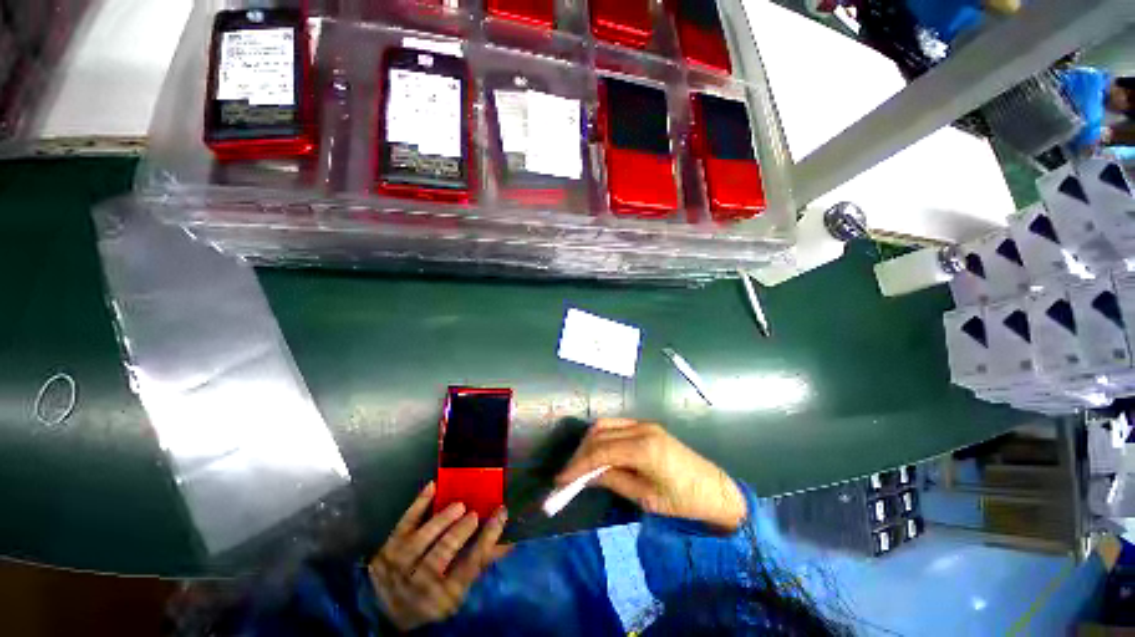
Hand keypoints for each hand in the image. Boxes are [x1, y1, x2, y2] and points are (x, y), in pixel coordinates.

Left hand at [367, 482, 508, 631]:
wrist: (383, 615)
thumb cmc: (430, 599)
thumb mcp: (456, 591)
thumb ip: (480, 565)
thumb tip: (508, 543)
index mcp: (445, 596)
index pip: (471, 565)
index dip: (487, 539)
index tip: (501, 514)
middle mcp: (420, 584)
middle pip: (442, 553)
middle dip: (460, 531)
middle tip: (474, 514)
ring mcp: (399, 567)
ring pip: (422, 539)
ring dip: (442, 519)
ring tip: (459, 505)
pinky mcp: (386, 551)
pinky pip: (403, 524)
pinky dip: (418, 504)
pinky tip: (432, 487)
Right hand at [556, 419, 746, 532]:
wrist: (714, 489)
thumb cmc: (683, 500)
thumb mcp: (646, 497)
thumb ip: (614, 480)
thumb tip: (587, 476)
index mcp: (643, 448)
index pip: (601, 451)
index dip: (578, 465)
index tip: (561, 479)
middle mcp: (641, 429)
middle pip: (600, 433)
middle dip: (580, 453)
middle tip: (568, 473)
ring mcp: (644, 424)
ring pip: (606, 425)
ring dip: (589, 442)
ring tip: (580, 464)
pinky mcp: (646, 426)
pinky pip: (616, 426)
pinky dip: (602, 437)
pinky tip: (597, 452)